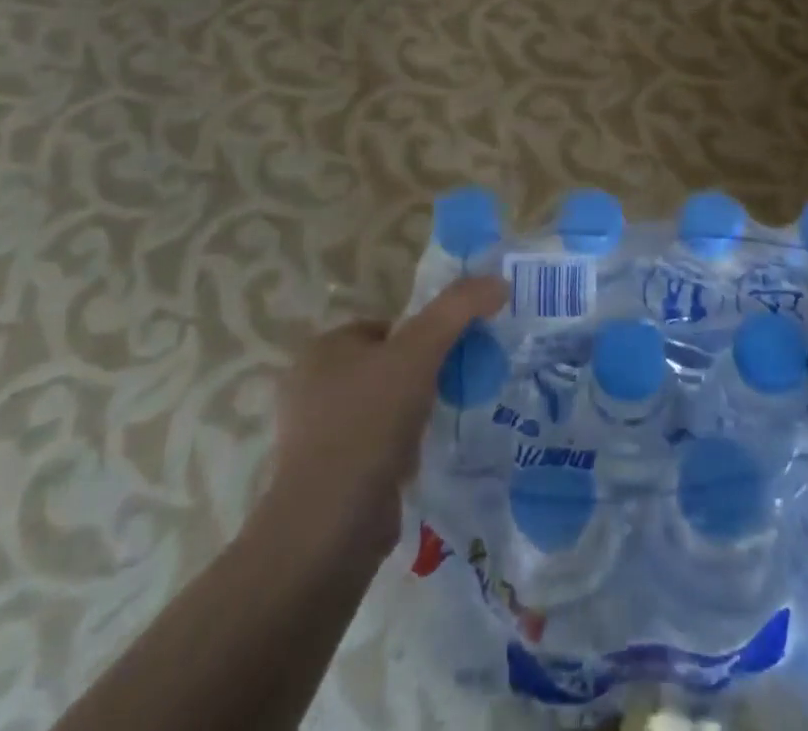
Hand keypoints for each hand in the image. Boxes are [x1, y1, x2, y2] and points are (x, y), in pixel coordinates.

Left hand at [250, 275, 508, 560]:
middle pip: (385, 366)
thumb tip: (498, 281)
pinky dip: (397, 452)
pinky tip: (419, 461)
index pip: (385, 327)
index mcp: (322, 349)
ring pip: (380, 409)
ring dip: (411, 416)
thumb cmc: (369, 423)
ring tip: (441, 426)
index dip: (423, 337)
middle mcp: (310, 387)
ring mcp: (314, 436)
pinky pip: (372, 448)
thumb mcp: (420, 351)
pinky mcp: (324, 479)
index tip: (452, 356)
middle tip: (454, 389)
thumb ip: (458, 309)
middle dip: (420, 378)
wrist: (330, 526)